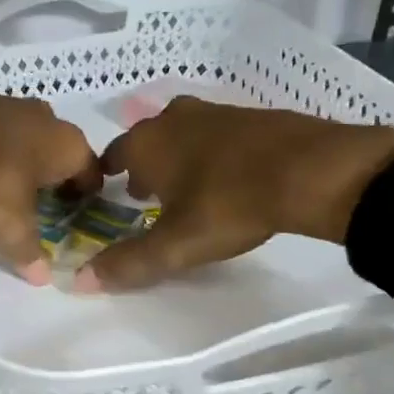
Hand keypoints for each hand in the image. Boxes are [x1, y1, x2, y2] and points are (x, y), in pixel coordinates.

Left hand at [0, 77, 100, 282]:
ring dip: (16, 157)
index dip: (84, 196)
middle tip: (37, 204)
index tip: (74, 215)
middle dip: (49, 175)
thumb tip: (42, 278)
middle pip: (56, 151)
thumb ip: (27, 250)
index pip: (90, 172)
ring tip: (0, 185)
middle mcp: (45, 117)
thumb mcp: (10, 225)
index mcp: (67, 145)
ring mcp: (7, 102)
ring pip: (22, 135)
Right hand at [77, 97, 393, 291]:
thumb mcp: (175, 245)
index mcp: (147, 143)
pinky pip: (217, 135)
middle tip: (146, 195)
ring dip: (178, 157)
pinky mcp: (252, 115)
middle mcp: (174, 119)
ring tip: (186, 187)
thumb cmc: (229, 204)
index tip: (109, 192)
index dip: (107, 174)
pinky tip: (229, 175)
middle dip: (143, 165)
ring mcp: (216, 112)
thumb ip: (129, 263)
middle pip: (147, 140)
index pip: (112, 154)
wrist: (312, 170)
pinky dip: (213, 152)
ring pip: (183, 134)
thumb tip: (81, 280)